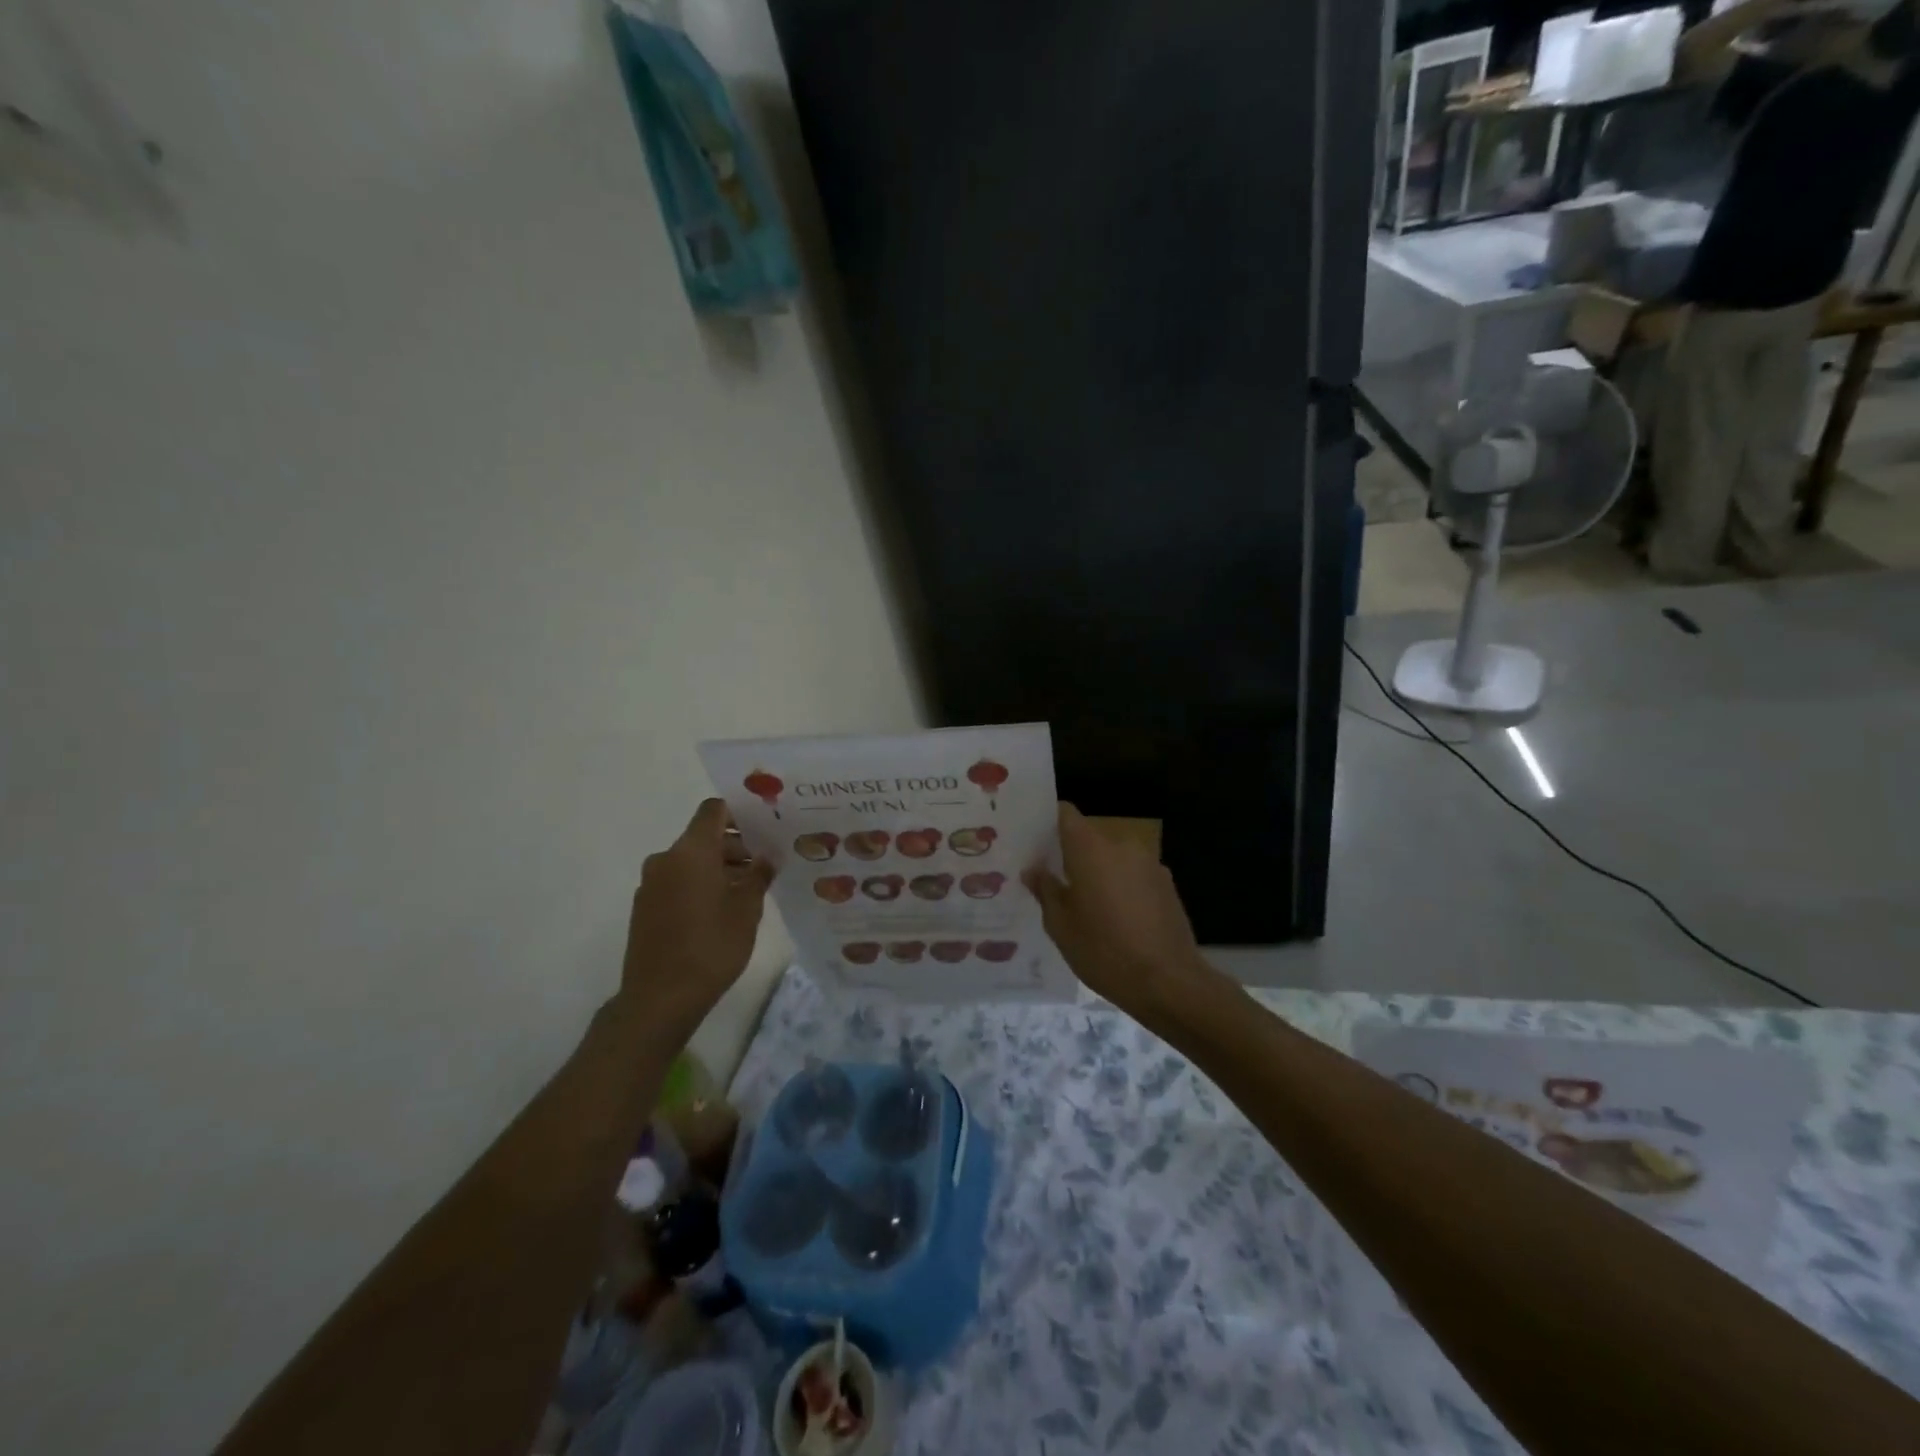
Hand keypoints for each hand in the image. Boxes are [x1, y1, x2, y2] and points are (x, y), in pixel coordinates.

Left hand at [620, 799, 772, 1032]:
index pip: (713, 810)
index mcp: (691, 851)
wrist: (660, 998)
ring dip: (719, 867)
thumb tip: (767, 857)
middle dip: (735, 846)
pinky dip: (700, 885)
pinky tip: (722, 910)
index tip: (764, 827)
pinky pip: (677, 881)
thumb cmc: (711, 946)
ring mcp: (651, 884)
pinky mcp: (644, 907)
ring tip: (748, 890)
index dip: (739, 812)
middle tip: (765, 864)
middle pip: (703, 837)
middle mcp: (665, 859)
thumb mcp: (747, 909)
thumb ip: (759, 875)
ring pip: (690, 861)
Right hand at [1024, 804, 1221, 1022]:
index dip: (1048, 822)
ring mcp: (1149, 864)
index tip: (1034, 842)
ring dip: (1098, 873)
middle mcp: (1121, 845)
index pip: (1065, 814)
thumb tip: (1034, 870)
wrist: (1168, 982)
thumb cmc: (1104, 951)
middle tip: (1053, 882)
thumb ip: (1046, 890)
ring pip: (1112, 858)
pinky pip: (1133, 875)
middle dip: (1071, 856)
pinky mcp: (1167, 885)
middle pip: (1089, 838)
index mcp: (1091, 849)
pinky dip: (1121, 887)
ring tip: (1085, 906)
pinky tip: (1116, 919)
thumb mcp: (1061, 925)